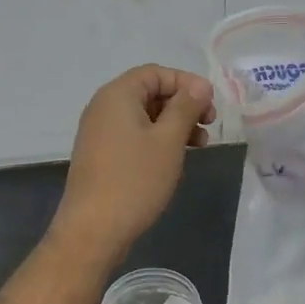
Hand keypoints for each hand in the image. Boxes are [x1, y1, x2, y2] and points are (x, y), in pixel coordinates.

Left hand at [51, 65, 214, 260]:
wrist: (93, 230)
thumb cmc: (135, 180)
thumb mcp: (168, 140)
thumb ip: (186, 107)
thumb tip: (200, 86)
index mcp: (117, 95)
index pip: (156, 73)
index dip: (186, 82)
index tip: (211, 103)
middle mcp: (104, 107)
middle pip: (149, 92)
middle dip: (183, 104)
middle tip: (209, 124)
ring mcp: (100, 133)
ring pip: (144, 116)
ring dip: (174, 124)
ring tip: (200, 145)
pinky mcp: (101, 155)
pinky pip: (134, 135)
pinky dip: (158, 139)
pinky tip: (175, 158)